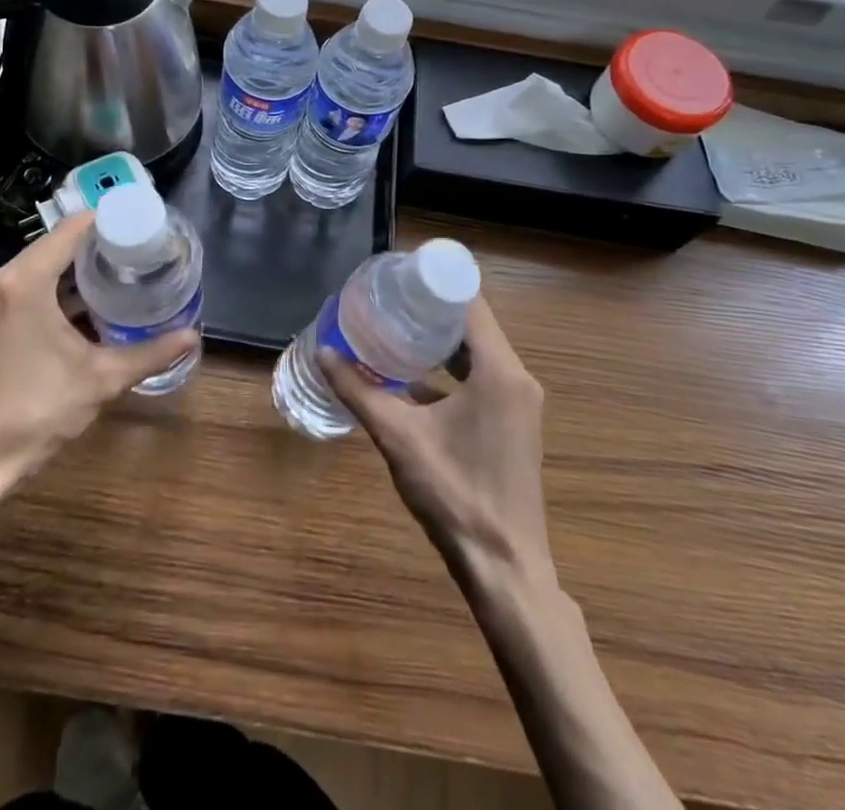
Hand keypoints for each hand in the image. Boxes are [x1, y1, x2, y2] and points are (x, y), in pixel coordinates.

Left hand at [0, 214, 197, 487]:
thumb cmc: (35, 412)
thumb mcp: (100, 379)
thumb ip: (150, 354)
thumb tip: (193, 337)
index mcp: (26, 281)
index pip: (73, 228)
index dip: (110, 220)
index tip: (144, 225)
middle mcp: (4, 279)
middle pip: (58, 243)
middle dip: (101, 244)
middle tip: (143, 250)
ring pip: (44, 265)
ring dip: (80, 267)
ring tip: (126, 271)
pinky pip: (31, 286)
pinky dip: (61, 287)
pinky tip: (93, 303)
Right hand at [322, 297, 553, 590]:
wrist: (505, 568)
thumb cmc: (454, 494)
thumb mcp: (399, 437)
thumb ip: (359, 391)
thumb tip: (324, 353)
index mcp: (499, 371)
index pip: (470, 303)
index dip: (435, 284)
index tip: (399, 276)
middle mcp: (517, 378)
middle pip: (473, 325)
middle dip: (431, 311)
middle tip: (388, 301)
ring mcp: (520, 403)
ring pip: (479, 353)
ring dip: (440, 341)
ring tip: (394, 330)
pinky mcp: (515, 424)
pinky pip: (483, 378)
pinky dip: (452, 370)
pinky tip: (412, 377)